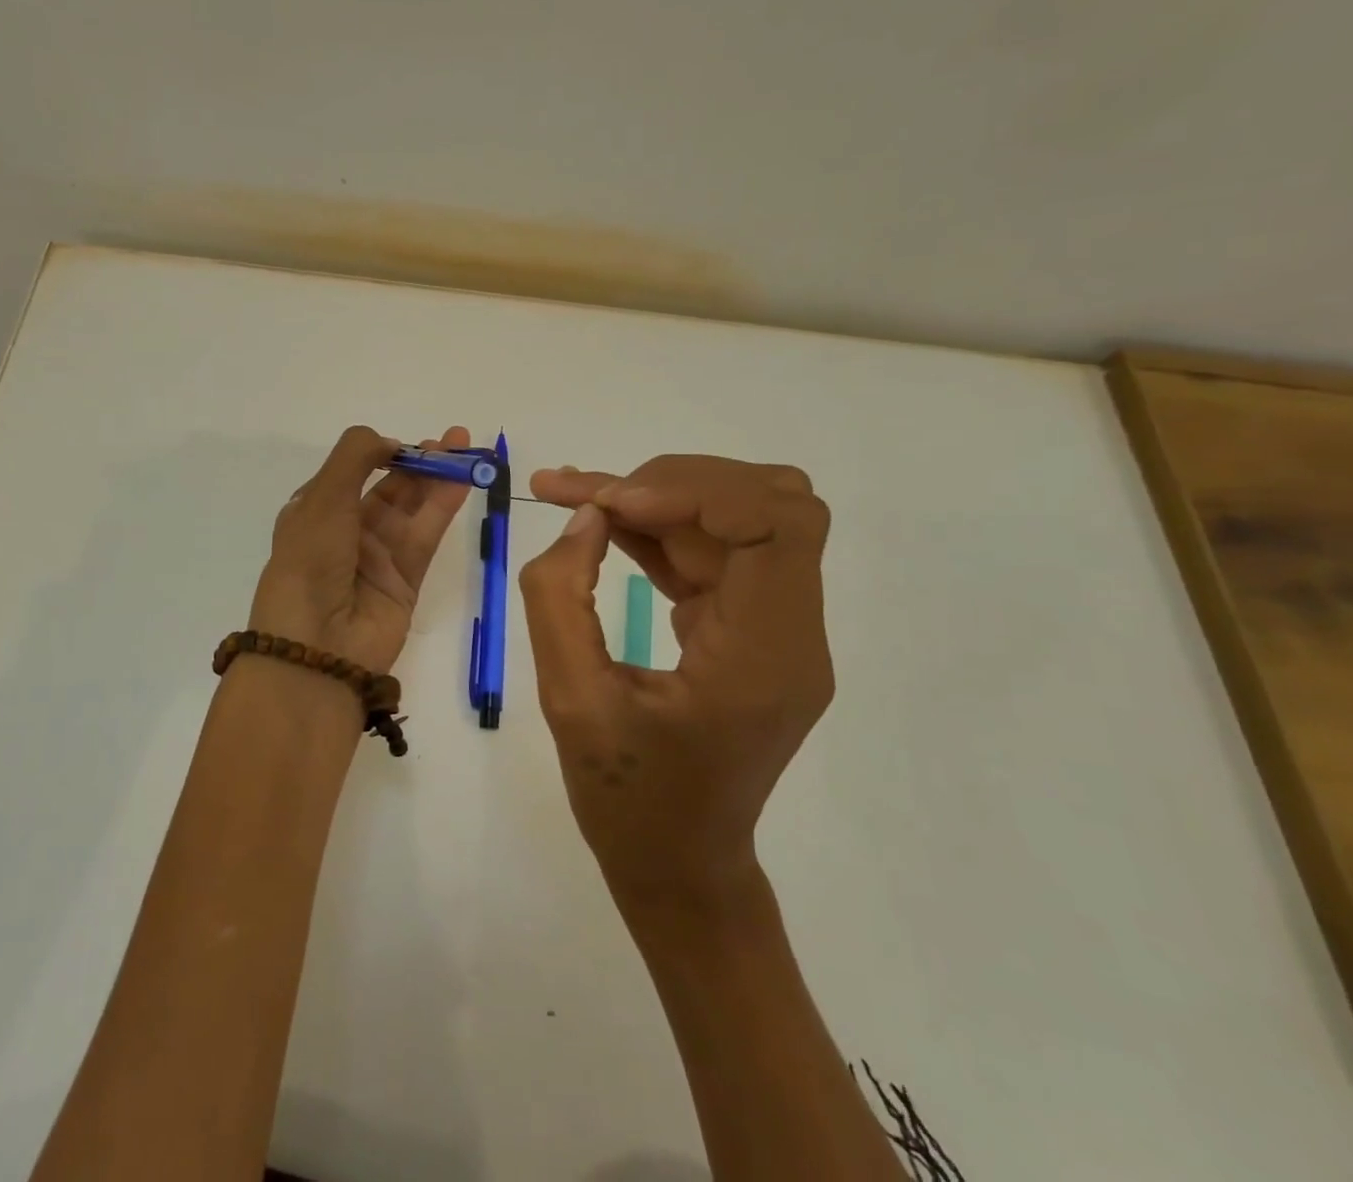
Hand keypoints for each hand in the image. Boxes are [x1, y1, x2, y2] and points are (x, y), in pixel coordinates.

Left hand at [248, 425, 473, 672]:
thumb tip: (389, 442)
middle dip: (420, 461)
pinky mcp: (405, 580)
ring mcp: (377, 556)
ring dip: (438, 479)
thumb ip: (355, 458)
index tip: (408, 443)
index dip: (382, 453)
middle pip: (389, 487)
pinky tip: (463, 481)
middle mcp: (346, 531)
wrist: (317, 648)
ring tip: (467, 451)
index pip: (353, 472)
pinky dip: (444, 507)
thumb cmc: (309, 563)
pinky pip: (426, 535)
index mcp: (316, 512)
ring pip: (413, 509)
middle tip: (454, 439)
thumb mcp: (323, 499)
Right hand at [518, 456, 832, 920]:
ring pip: (738, 517)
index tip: (610, 504)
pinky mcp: (748, 627)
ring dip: (658, 497)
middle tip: (592, 496)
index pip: (775, 523)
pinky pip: (713, 550)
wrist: (679, 868)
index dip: (692, 491)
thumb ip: (561, 597)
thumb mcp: (571, 701)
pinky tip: (599, 525)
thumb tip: (587, 516)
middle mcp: (791, 631)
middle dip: (674, 483)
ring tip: (573, 494)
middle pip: (768, 503)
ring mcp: (775, 627)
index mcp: (766, 655)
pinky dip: (657, 526)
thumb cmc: (628, 800)